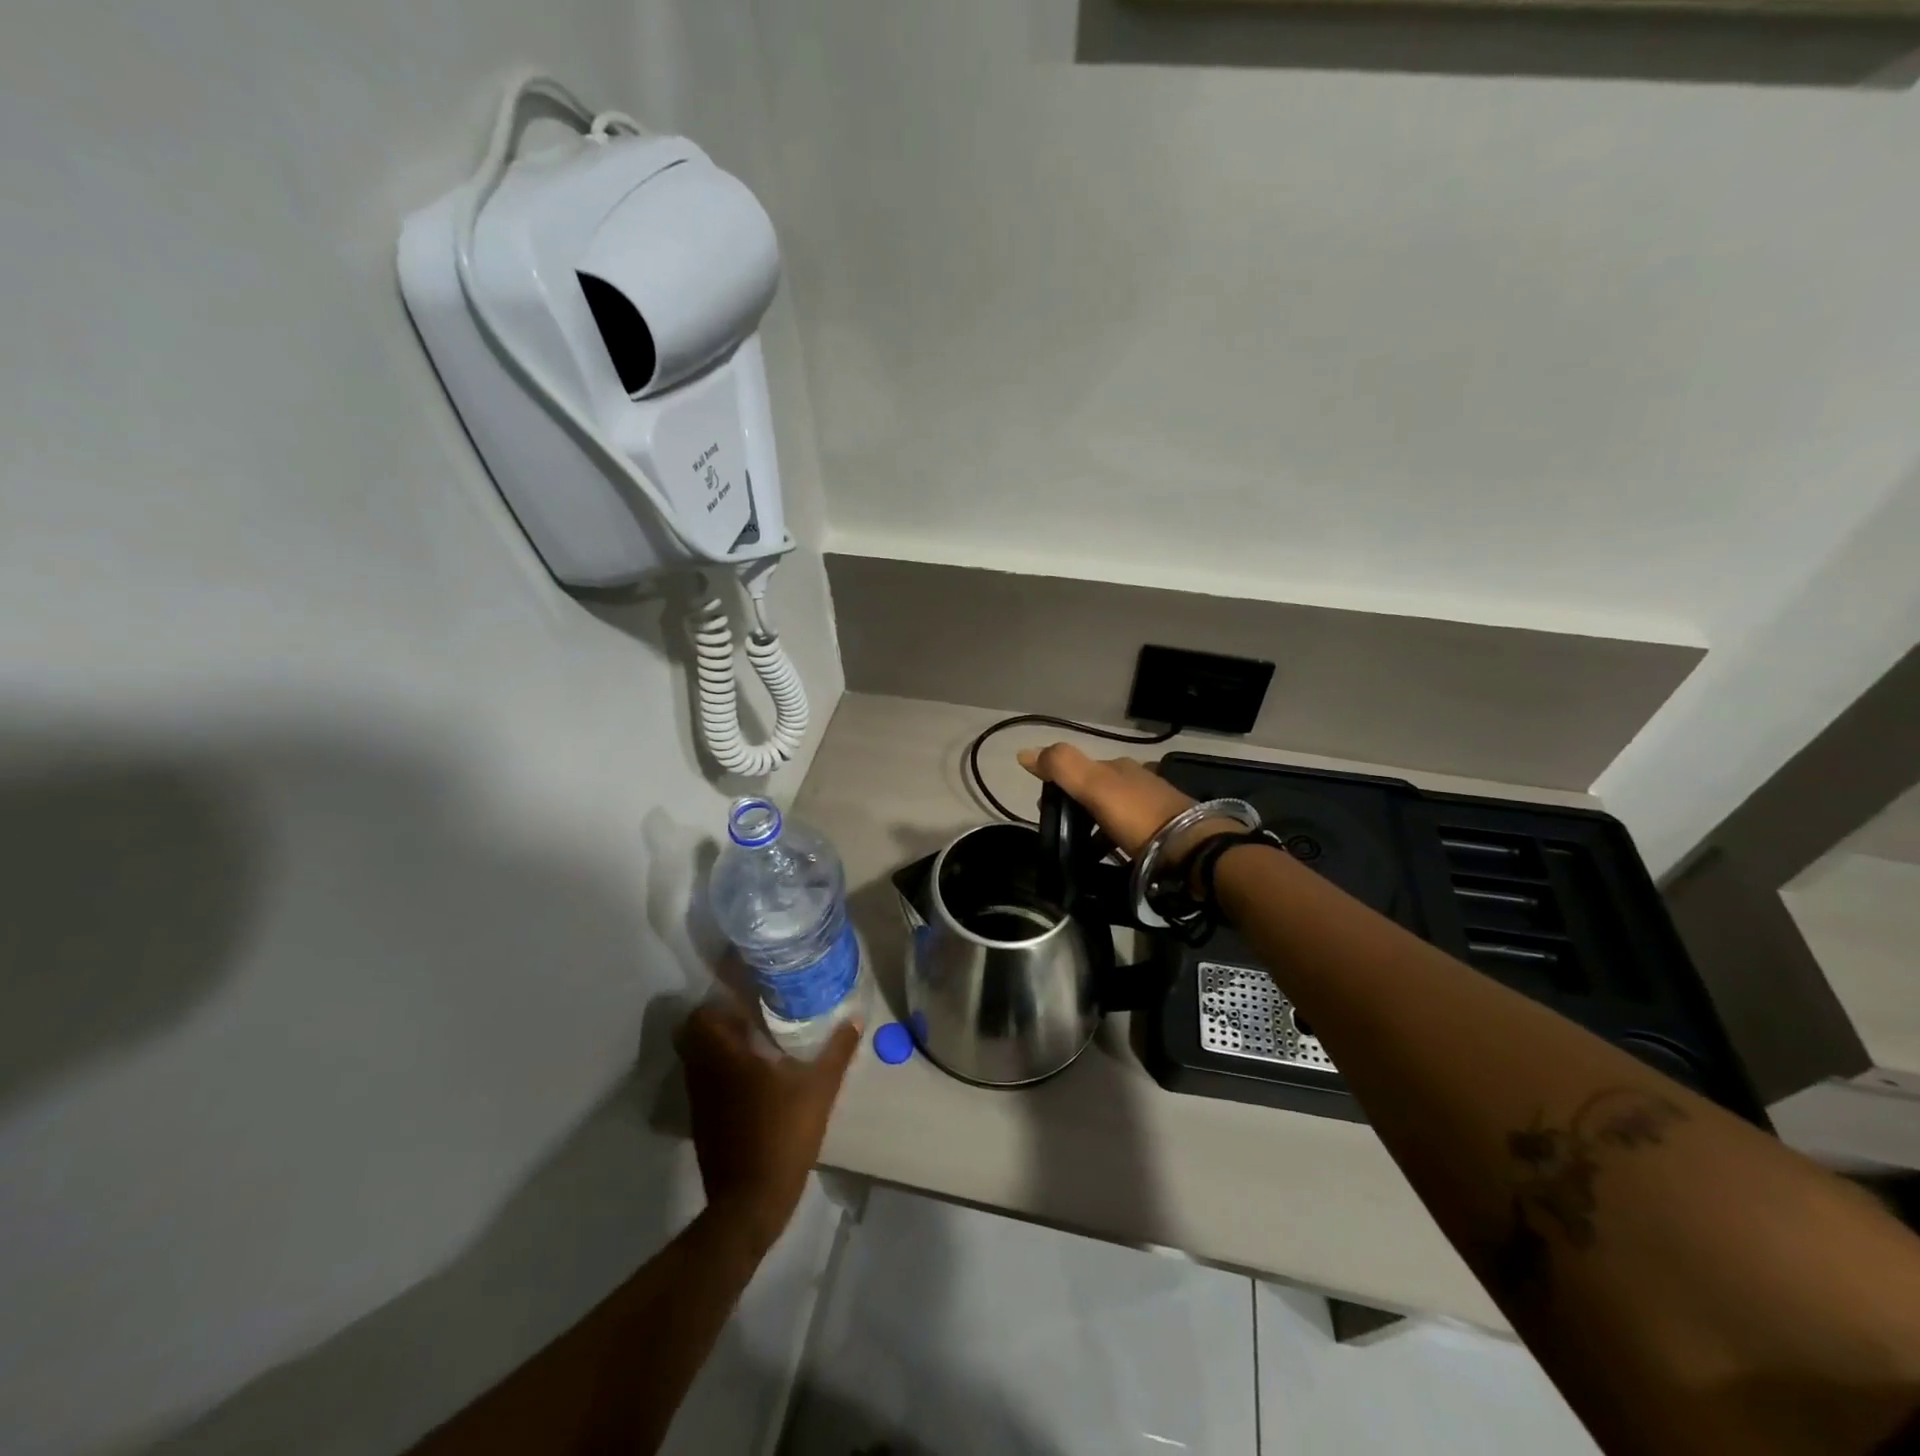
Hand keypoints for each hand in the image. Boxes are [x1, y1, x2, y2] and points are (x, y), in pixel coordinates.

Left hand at [674, 998, 859, 1255]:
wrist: (750, 1202)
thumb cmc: (782, 1135)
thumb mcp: (819, 1090)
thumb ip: (836, 1051)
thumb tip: (854, 1019)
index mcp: (724, 1058)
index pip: (702, 1015)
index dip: (720, 1001)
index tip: (747, 995)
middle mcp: (704, 1074)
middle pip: (697, 1035)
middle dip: (721, 1022)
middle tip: (754, 1015)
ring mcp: (700, 1102)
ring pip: (701, 1060)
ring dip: (722, 1048)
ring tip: (758, 1042)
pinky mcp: (703, 1124)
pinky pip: (707, 1084)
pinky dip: (723, 1074)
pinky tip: (755, 1079)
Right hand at [1017, 743, 1237, 873]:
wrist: (1192, 850)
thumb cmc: (1138, 816)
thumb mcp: (1095, 786)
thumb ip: (1062, 767)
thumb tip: (1025, 752)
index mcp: (1119, 767)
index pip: (1080, 768)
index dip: (1057, 785)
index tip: (1043, 810)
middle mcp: (1138, 781)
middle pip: (1097, 791)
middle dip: (1075, 807)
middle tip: (1060, 833)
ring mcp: (1154, 806)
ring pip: (1113, 813)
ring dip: (1094, 827)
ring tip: (1081, 852)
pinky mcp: (1165, 833)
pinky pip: (1129, 834)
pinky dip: (1113, 843)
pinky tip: (1110, 859)